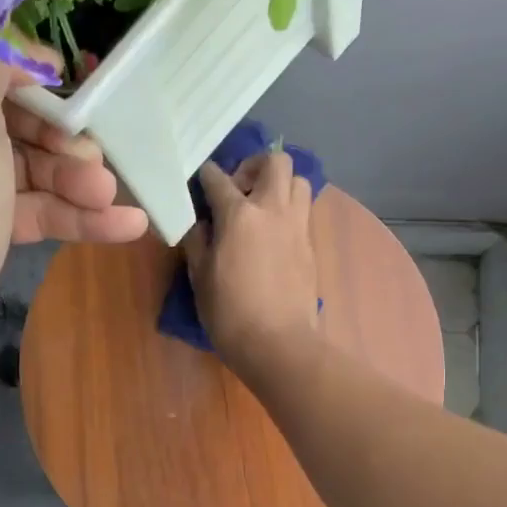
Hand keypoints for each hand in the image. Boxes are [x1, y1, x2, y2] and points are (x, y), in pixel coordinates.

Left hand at [0, 57, 147, 393]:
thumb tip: (8, 48)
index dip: (16, 60)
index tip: (65, 79)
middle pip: (1, 113)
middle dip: (57, 134)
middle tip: (97, 156)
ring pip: (20, 167)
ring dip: (71, 180)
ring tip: (113, 198)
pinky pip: (24, 211)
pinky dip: (69, 217)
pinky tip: (123, 227)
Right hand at [180, 149, 318, 378]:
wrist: (278, 344)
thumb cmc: (230, 313)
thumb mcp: (200, 277)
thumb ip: (197, 242)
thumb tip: (198, 223)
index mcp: (239, 215)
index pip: (218, 179)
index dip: (205, 176)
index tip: (199, 181)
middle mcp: (273, 209)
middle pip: (274, 162)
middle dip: (253, 166)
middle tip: (238, 190)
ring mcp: (297, 226)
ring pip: (298, 181)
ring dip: (279, 185)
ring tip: (261, 208)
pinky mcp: (310, 245)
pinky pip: (303, 211)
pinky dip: (288, 210)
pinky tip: (272, 234)